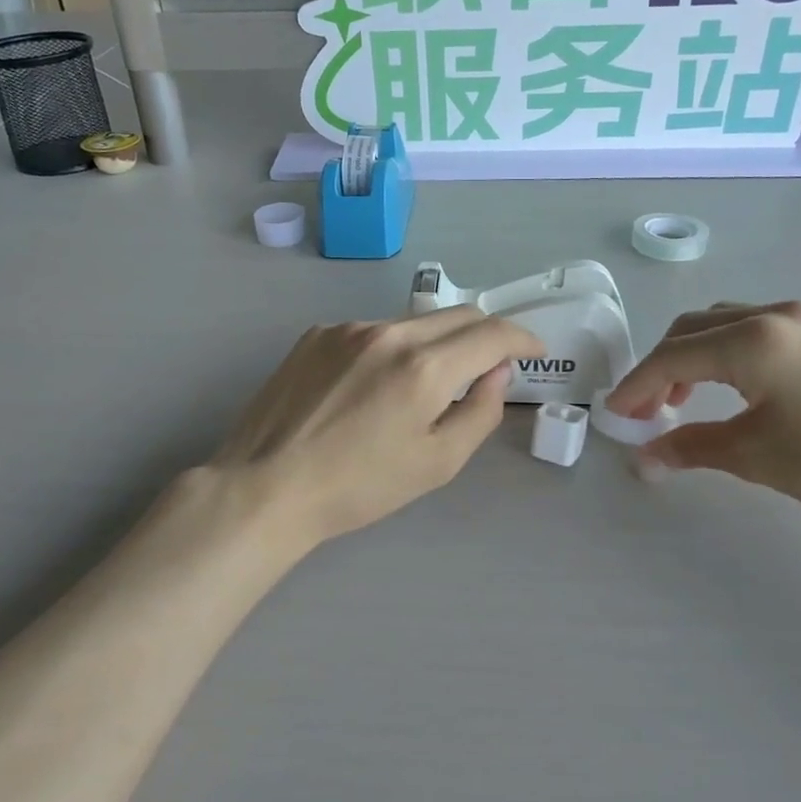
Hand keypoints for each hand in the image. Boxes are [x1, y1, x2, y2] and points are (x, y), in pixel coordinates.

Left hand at [208, 308, 543, 550]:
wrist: (266, 486)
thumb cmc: (358, 487)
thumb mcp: (436, 463)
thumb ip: (480, 411)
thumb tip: (497, 372)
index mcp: (424, 367)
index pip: (492, 333)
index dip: (522, 338)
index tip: (533, 351)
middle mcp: (388, 332)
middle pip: (458, 315)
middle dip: (486, 334)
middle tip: (491, 364)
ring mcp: (348, 328)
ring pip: (414, 322)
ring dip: (437, 342)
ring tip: (424, 384)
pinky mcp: (317, 333)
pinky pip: (373, 330)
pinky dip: (393, 348)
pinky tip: (373, 386)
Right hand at [607, 301, 800, 535]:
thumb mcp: (757, 457)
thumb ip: (692, 448)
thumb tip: (643, 458)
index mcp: (752, 340)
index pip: (672, 357)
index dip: (636, 386)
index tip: (614, 414)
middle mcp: (774, 314)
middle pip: (692, 329)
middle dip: (659, 368)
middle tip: (646, 412)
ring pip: (723, 324)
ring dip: (691, 356)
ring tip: (682, 401)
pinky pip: (754, 329)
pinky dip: (724, 353)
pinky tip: (731, 388)